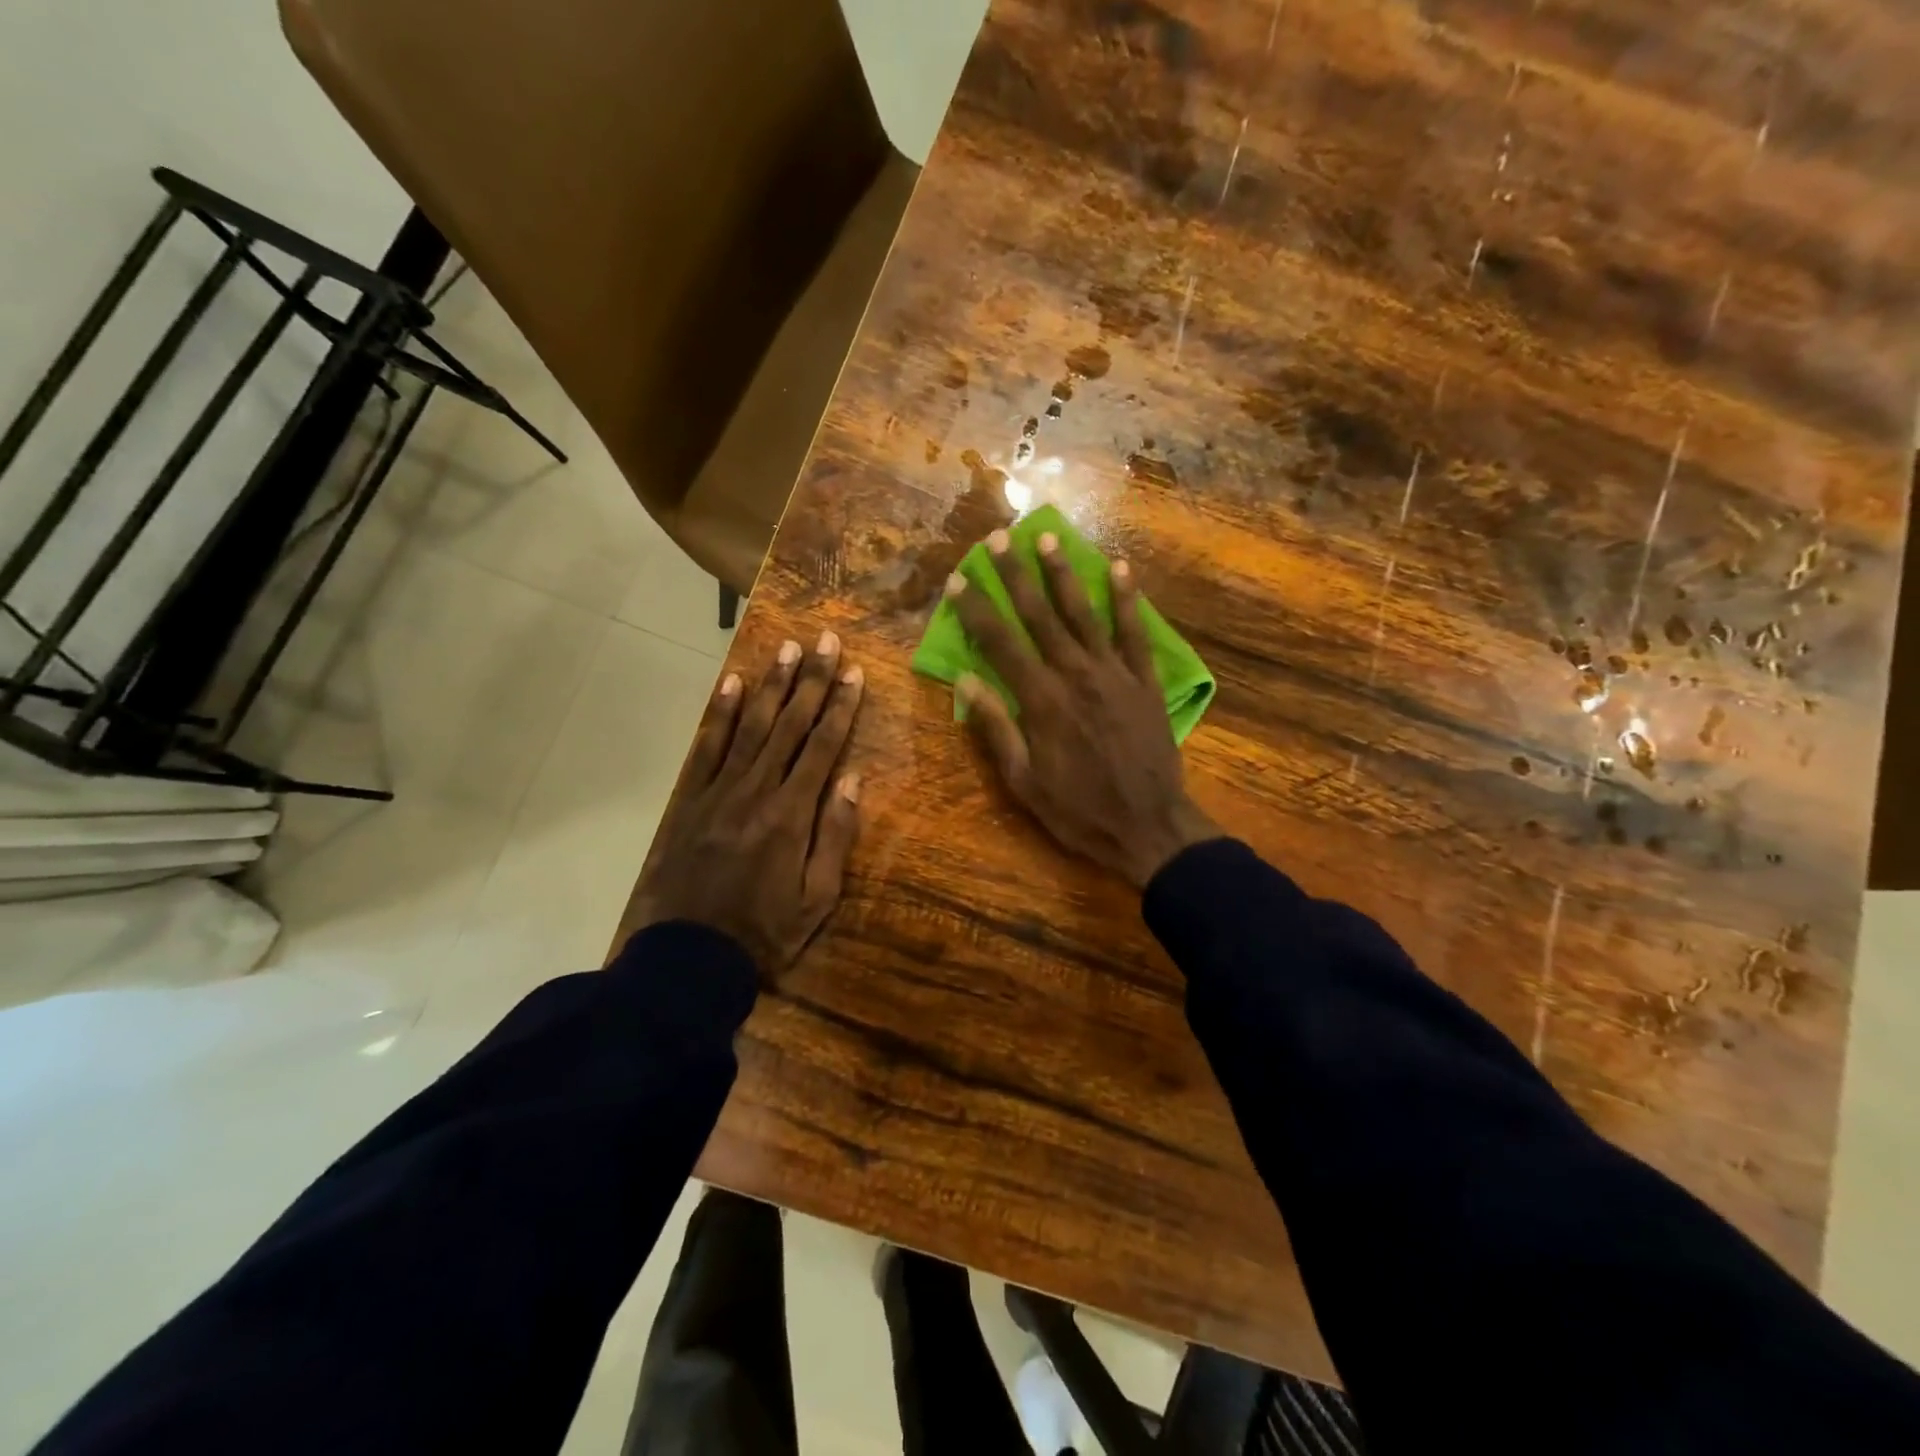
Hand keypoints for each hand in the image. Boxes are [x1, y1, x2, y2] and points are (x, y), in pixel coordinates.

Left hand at [624, 633, 863, 977]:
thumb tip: (852, 778)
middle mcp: (757, 790)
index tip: (854, 672)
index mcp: (792, 814)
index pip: (822, 747)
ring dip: (770, 685)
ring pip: (750, 727)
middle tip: (824, 641)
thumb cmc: (765, 932)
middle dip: (810, 681)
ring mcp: (719, 791)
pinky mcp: (690, 800)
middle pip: (788, 725)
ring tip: (786, 649)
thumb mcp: (818, 899)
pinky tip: (731, 684)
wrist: (690, 957)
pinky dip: (719, 714)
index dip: (840, 707)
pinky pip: (707, 748)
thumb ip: (836, 836)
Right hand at [948, 530, 1217, 888]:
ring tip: (1047, 537)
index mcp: (1041, 700)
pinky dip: (1126, 599)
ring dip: (1063, 573)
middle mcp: (1076, 674)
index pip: (1001, 642)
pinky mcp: (1145, 681)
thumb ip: (996, 727)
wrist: (1150, 827)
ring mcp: (1115, 673)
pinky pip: (1134, 632)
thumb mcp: (1024, 781)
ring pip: (1084, 613)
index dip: (976, 609)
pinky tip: (1119, 569)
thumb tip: (966, 681)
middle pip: (1040, 615)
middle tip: (999, 538)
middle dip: (1015, 574)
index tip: (959, 579)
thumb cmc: (1078, 810)